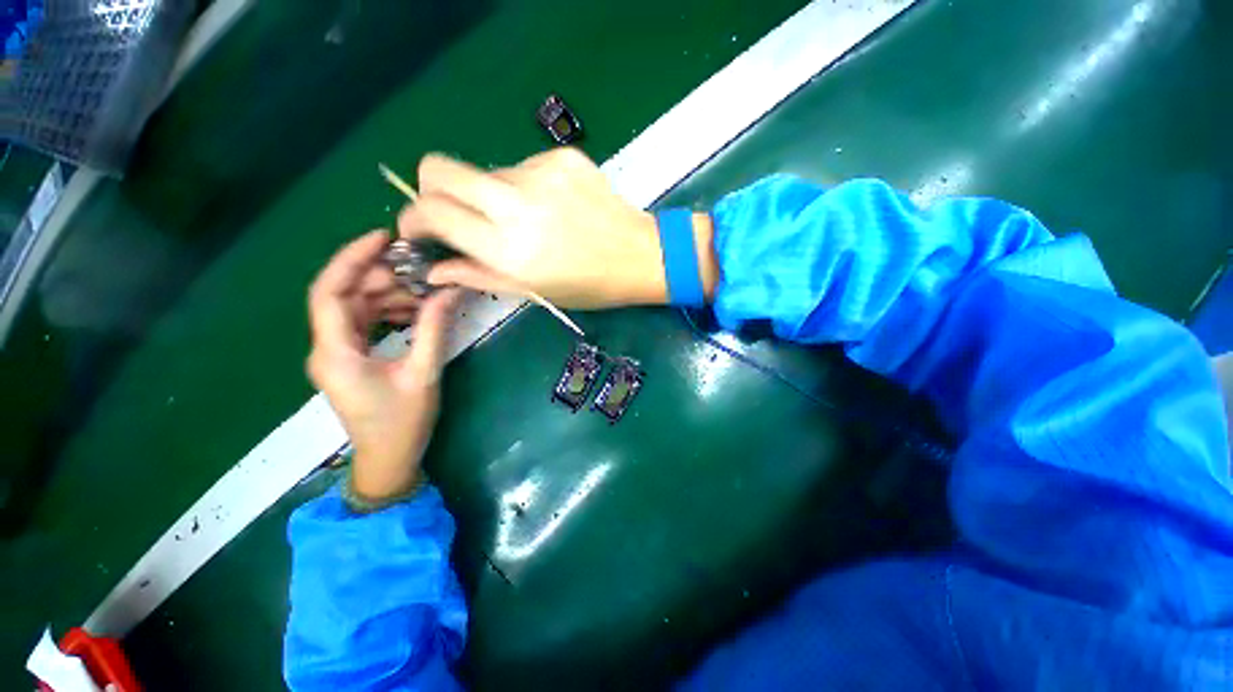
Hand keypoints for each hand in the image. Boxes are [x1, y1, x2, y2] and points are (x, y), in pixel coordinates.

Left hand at [307, 230, 461, 500]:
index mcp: (335, 352)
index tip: (383, 238)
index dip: (352, 259)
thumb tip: (450, 291)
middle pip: (345, 296)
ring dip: (389, 294)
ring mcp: (338, 353)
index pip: (330, 292)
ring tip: (426, 290)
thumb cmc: (403, 423)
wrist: (389, 460)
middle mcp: (328, 347)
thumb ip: (433, 328)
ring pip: (356, 308)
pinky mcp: (352, 358)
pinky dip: (389, 311)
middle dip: (381, 276)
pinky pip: (366, 323)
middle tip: (420, 268)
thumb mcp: (423, 373)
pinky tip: (417, 309)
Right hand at [397, 148, 713, 308]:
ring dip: (488, 195)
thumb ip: (479, 275)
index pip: (432, 213)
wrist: (641, 256)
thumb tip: (435, 270)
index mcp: (509, 248)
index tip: (418, 230)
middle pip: (438, 167)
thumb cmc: (590, 285)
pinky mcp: (561, 156)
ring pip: (484, 171)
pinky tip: (550, 207)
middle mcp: (517, 204)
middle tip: (452, 215)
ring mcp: (540, 173)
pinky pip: (521, 167)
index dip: (413, 219)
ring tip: (523, 220)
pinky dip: (522, 187)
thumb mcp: (534, 291)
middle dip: (431, 190)